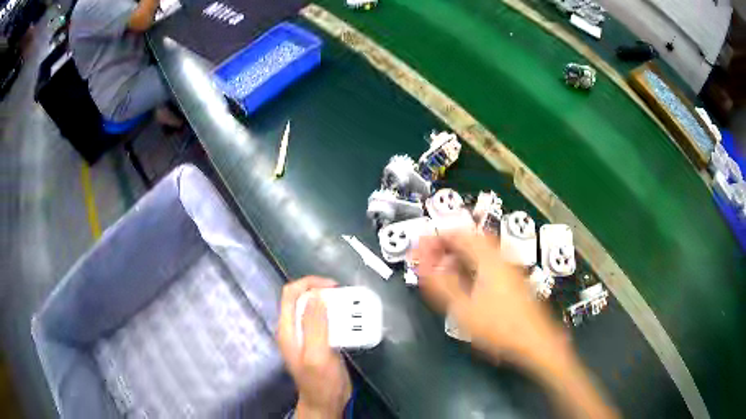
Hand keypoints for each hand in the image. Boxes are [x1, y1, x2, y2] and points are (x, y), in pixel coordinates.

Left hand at [277, 277, 351, 418]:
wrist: (327, 402)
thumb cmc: (320, 382)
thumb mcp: (317, 354)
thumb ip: (314, 325)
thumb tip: (316, 295)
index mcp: (287, 328)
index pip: (291, 293)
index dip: (310, 283)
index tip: (333, 287)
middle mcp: (295, 328)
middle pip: (304, 298)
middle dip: (324, 293)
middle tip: (346, 297)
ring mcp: (308, 335)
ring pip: (317, 309)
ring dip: (333, 305)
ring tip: (352, 307)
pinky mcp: (321, 342)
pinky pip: (327, 321)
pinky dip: (338, 317)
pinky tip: (351, 321)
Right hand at [411, 232, 618, 417]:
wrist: (536, 341)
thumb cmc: (499, 326)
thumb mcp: (464, 309)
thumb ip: (440, 284)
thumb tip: (423, 263)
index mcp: (488, 258)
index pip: (458, 234)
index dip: (436, 238)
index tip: (420, 248)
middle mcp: (501, 256)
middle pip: (470, 238)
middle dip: (447, 244)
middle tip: (430, 256)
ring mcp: (510, 267)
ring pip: (480, 250)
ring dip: (459, 253)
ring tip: (443, 267)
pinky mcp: (513, 279)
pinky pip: (487, 261)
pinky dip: (471, 263)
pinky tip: (465, 281)